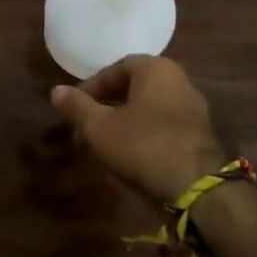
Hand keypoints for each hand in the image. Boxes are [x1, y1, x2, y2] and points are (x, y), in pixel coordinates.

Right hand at [50, 55, 227, 203]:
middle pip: (133, 88)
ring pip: (148, 109)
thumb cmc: (143, 146)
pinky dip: (142, 134)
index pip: (115, 69)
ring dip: (123, 122)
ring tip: (101, 144)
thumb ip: (77, 107)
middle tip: (84, 127)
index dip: (90, 88)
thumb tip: (56, 91)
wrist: (196, 187)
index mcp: (156, 69)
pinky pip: (163, 126)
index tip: (74, 108)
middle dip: (105, 107)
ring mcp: (193, 108)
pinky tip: (127, 155)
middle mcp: (179, 80)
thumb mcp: (100, 127)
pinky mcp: (200, 135)